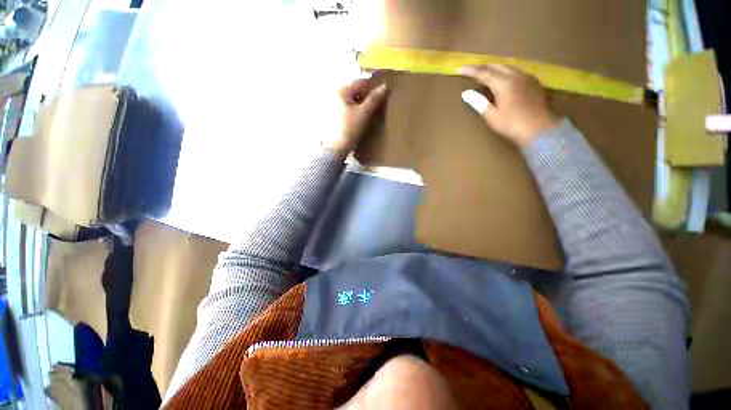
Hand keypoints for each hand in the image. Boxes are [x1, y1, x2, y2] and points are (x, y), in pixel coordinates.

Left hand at [321, 78, 388, 155]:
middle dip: (367, 96)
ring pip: (353, 100)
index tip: (383, 92)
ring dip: (362, 104)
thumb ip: (374, 99)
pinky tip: (362, 117)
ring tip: (372, 111)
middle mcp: (335, 95)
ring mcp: (334, 105)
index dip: (373, 86)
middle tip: (378, 103)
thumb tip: (384, 86)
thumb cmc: (350, 128)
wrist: (337, 148)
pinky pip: (349, 108)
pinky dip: (356, 110)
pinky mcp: (335, 115)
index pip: (360, 83)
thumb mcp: (364, 113)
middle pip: (356, 91)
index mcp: (341, 91)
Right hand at [460, 65, 558, 147]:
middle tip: (472, 71)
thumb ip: (478, 102)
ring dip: (494, 69)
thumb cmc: (511, 124)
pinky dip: (505, 72)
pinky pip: (516, 71)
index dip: (471, 71)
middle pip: (496, 66)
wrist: (538, 129)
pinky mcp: (533, 82)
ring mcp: (526, 77)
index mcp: (504, 84)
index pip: (484, 73)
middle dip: (483, 67)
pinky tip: (503, 79)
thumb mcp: (491, 116)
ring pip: (507, 67)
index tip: (461, 68)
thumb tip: (466, 93)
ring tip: (485, 74)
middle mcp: (516, 75)